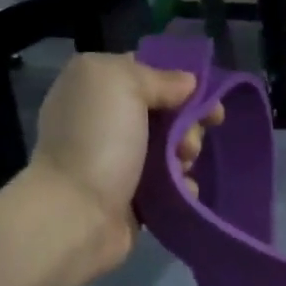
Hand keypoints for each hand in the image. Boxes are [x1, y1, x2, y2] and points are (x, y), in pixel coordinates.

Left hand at [24, 52, 221, 271]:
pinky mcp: (133, 194)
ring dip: (187, 155)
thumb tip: (188, 84)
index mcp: (96, 86)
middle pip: (167, 111)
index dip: (181, 81)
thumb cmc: (98, 141)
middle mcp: (105, 119)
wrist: (77, 213)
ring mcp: (119, 159)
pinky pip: (170, 181)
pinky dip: (182, 184)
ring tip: (183, 169)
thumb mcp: (122, 84)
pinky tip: (183, 188)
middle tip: (188, 142)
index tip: (208, 98)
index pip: (148, 71)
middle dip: (188, 124)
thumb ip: (158, 77)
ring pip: (173, 147)